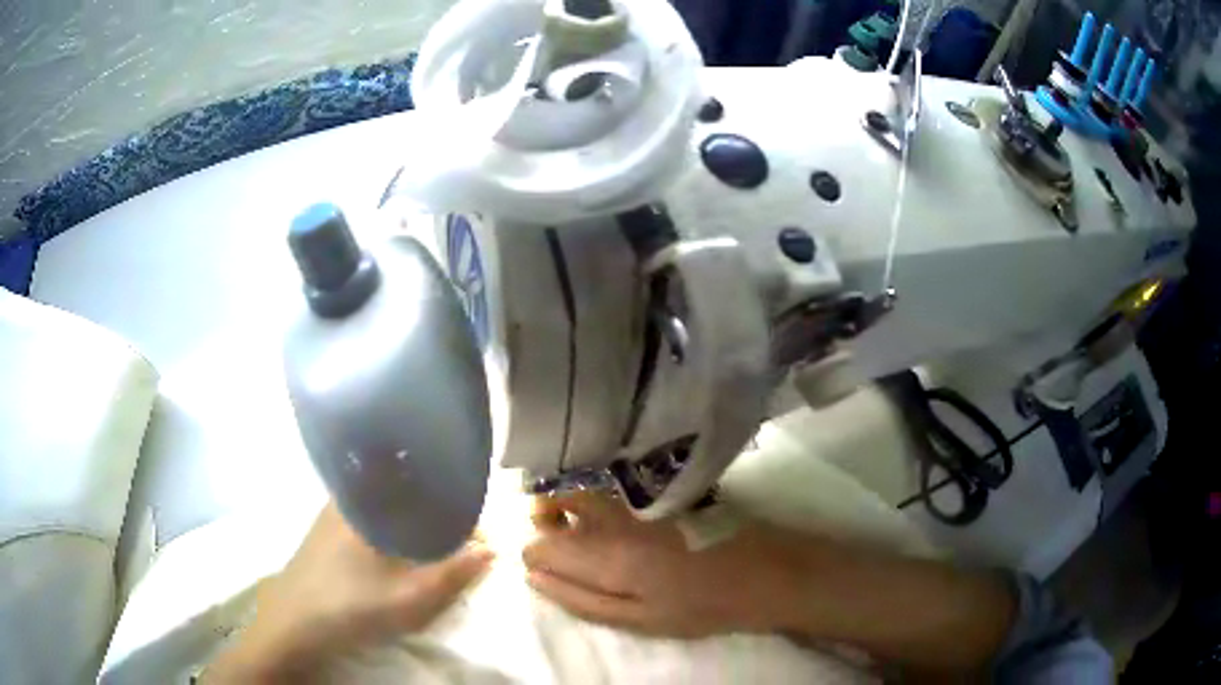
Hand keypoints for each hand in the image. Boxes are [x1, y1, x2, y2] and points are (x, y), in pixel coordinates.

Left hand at [206, 501, 492, 681]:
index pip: (415, 474)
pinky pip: (371, 511)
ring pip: (384, 497)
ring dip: (412, 508)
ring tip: (439, 528)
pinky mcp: (328, 527)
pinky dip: (393, 519)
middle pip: (400, 482)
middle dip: (433, 497)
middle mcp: (349, 495)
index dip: (448, 483)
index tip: (474, 501)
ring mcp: (335, 510)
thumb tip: (492, 548)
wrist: (295, 622)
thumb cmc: (352, 604)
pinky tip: (403, 541)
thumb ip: (453, 574)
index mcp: (368, 501)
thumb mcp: (410, 598)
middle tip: (461, 520)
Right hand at [522, 492, 800, 637]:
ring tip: (592, 531)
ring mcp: (635, 493)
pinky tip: (620, 518)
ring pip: (577, 486)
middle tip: (571, 548)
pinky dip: (596, 494)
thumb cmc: (701, 605)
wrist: (765, 569)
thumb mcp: (639, 620)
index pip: (538, 544)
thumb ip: (581, 599)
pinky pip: (606, 480)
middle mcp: (612, 514)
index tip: (551, 569)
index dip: (536, 558)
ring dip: (569, 504)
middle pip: (550, 501)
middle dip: (547, 523)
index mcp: (604, 555)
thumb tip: (533, 576)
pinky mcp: (655, 483)